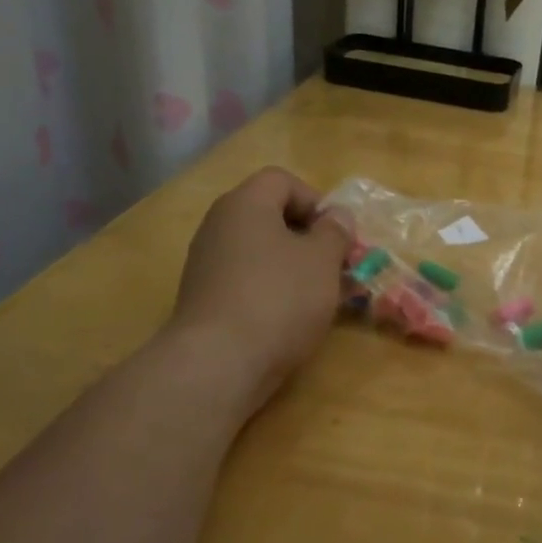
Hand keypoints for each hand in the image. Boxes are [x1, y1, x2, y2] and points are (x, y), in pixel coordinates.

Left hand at [170, 167, 351, 412]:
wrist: (219, 362)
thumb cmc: (279, 298)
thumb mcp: (322, 260)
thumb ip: (335, 231)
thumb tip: (337, 216)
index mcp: (245, 204)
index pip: (282, 180)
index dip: (316, 200)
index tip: (337, 235)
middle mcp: (219, 226)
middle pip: (269, 216)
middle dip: (307, 237)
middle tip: (335, 265)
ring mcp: (206, 264)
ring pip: (259, 251)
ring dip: (292, 266)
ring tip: (319, 296)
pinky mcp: (204, 299)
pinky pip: (246, 280)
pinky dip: (271, 290)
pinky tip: (290, 318)